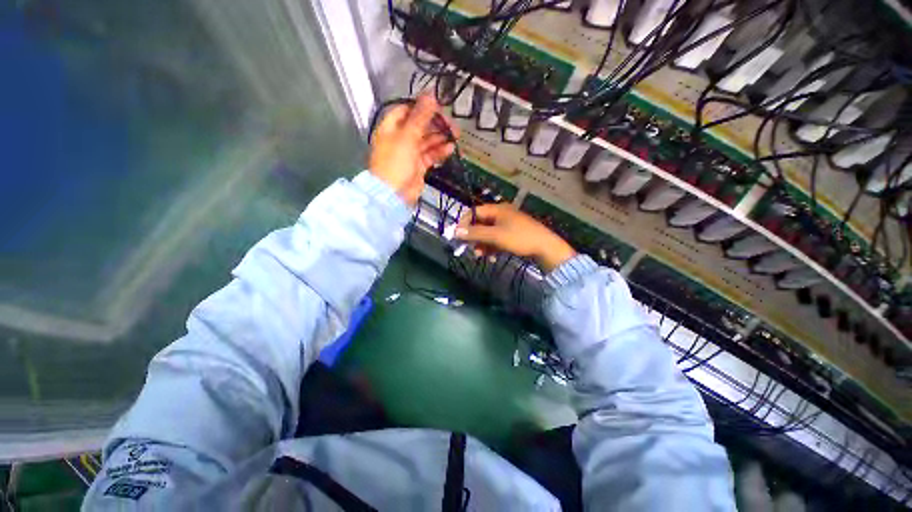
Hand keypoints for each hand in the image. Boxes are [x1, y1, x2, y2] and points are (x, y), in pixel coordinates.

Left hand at [369, 94, 457, 205]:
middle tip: (451, 124)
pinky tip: (450, 148)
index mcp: (392, 127)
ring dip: (441, 137)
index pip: (408, 110)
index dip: (423, 107)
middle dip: (436, 124)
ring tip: (454, 136)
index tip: (438, 107)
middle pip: (420, 125)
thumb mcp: (408, 135)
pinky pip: (431, 155)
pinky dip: (440, 151)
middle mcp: (400, 138)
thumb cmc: (395, 163)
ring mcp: (410, 153)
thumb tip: (430, 95)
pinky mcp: (418, 165)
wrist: (394, 193)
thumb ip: (420, 116)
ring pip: (428, 140)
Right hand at [455, 203, 576, 272]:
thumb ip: (475, 233)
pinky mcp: (511, 235)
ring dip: (482, 244)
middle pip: (480, 224)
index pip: (474, 212)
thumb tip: (455, 232)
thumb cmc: (519, 238)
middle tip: (468, 249)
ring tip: (480, 256)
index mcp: (497, 209)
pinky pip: (496, 240)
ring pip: (487, 234)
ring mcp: (507, 225)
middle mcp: (500, 215)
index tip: (457, 237)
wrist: (545, 248)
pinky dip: (491, 248)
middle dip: (473, 237)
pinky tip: (490, 258)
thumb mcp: (495, 236)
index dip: (464, 224)